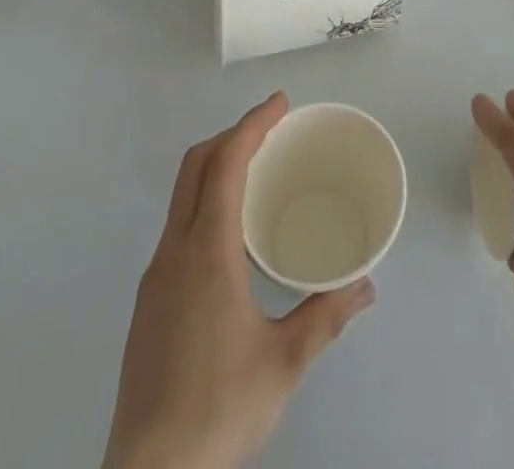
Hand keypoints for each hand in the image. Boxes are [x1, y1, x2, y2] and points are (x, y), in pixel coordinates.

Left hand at [103, 92, 374, 468]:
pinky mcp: (148, 303)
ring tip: (255, 175)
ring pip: (182, 196)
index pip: (225, 164)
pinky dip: (204, 202)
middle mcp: (174, 251)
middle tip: (271, 130)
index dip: (253, 124)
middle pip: (195, 166)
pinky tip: (229, 238)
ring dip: (215, 168)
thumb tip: (366, 286)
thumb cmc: (218, 410)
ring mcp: (155, 277)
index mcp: (206, 252)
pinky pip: (178, 226)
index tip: (280, 103)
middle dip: (231, 135)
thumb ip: (326, 317)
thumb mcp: (284, 363)